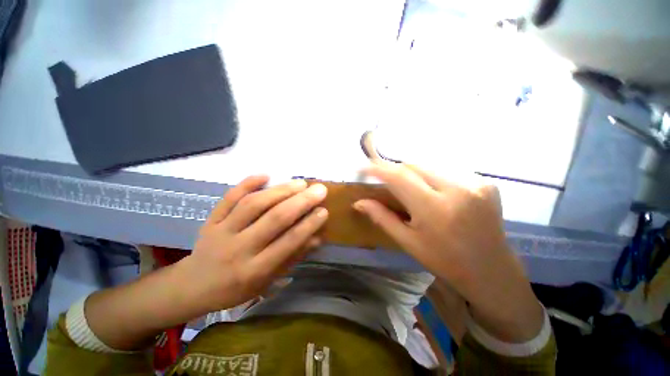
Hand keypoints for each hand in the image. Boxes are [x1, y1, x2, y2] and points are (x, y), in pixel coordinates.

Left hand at [182, 175, 328, 312]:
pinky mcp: (211, 219)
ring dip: (280, 191)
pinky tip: (265, 175)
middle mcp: (239, 248)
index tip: (323, 210)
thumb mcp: (268, 281)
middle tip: (319, 190)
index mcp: (255, 270)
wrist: (194, 285)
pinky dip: (247, 183)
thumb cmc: (237, 287)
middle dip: (300, 202)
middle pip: (274, 218)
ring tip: (300, 183)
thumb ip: (293, 257)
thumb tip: (317, 237)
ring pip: (254, 204)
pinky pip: (229, 198)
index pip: (288, 242)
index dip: (309, 225)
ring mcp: (222, 231)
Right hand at [353, 162, 542, 341]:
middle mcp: (457, 189)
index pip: (399, 176)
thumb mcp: (408, 242)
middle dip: (395, 170)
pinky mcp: (486, 182)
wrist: (491, 271)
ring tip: (409, 188)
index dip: (378, 168)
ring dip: (413, 173)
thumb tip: (359, 203)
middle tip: (385, 180)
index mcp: (434, 208)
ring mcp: (475, 183)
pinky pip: (448, 171)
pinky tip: (433, 191)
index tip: (363, 166)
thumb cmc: (444, 261)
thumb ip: (382, 217)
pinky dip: (433, 177)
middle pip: (414, 165)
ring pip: (430, 165)